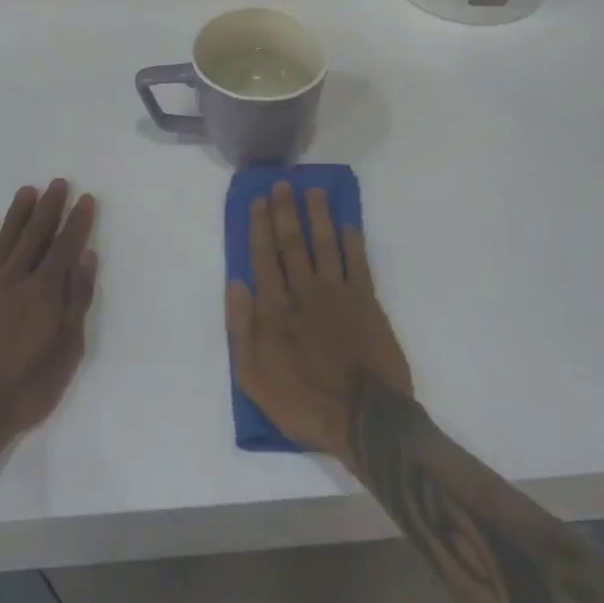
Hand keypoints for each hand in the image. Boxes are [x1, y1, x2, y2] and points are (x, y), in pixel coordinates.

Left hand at [0, 180, 97, 447]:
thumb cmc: (24, 390)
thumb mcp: (66, 352)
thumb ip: (76, 302)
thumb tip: (85, 258)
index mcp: (43, 293)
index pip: (64, 247)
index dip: (77, 222)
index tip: (85, 199)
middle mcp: (13, 281)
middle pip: (34, 236)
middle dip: (49, 208)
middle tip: (57, 183)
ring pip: (3, 242)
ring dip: (16, 215)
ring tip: (26, 192)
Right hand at [226, 182, 412, 465]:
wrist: (365, 418)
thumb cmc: (303, 403)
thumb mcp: (254, 378)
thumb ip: (242, 328)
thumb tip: (236, 282)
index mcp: (275, 309)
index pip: (264, 257)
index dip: (260, 227)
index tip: (258, 200)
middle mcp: (305, 291)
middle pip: (292, 243)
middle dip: (286, 211)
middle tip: (282, 184)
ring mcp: (339, 293)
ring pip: (325, 244)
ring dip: (318, 215)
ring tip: (314, 191)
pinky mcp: (367, 301)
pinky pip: (358, 262)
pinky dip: (353, 241)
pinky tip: (347, 223)